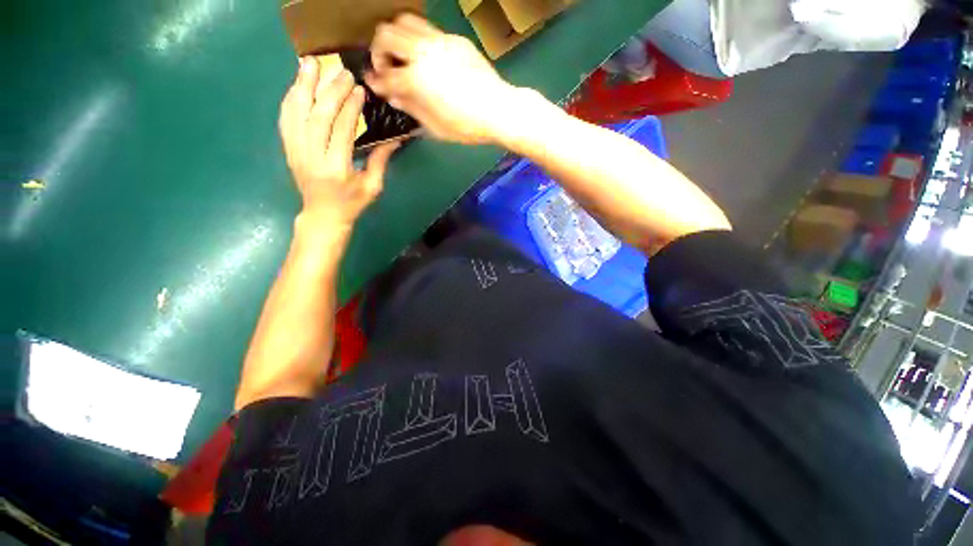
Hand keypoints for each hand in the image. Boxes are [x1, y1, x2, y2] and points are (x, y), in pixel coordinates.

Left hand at [280, 56, 398, 230]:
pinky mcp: (288, 149)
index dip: (350, 108)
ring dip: (302, 86)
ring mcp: (296, 152)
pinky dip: (290, 99)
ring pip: (295, 113)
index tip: (359, 90)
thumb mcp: (372, 187)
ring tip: (309, 63)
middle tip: (341, 72)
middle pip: (317, 117)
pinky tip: (297, 84)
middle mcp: (312, 157)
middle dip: (330, 91)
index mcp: (337, 169)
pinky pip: (285, 120)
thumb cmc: (352, 204)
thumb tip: (393, 140)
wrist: (323, 215)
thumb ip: (380, 161)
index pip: (341, 131)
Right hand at [365, 14, 519, 144]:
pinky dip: (420, 41)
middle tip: (386, 67)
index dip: (376, 81)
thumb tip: (394, 96)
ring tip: (404, 56)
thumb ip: (412, 108)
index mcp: (417, 80)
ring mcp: (441, 42)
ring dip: (397, 36)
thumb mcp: (436, 127)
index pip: (385, 75)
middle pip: (386, 34)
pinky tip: (429, 59)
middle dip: (378, 50)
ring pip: (406, 21)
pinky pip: (429, 30)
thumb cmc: (467, 126)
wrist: (499, 110)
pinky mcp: (456, 39)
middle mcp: (424, 53)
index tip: (374, 84)